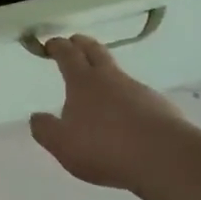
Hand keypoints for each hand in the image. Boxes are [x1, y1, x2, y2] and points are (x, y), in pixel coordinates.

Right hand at [29, 34, 185, 191]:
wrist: (163, 157)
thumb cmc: (104, 147)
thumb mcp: (62, 144)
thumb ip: (45, 129)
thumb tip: (36, 117)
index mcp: (83, 82)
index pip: (68, 54)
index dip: (57, 46)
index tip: (50, 43)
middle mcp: (111, 78)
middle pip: (95, 51)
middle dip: (82, 44)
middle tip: (74, 41)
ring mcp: (138, 90)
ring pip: (118, 73)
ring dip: (106, 73)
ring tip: (99, 87)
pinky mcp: (159, 106)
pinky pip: (137, 95)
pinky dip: (126, 98)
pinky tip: (125, 116)